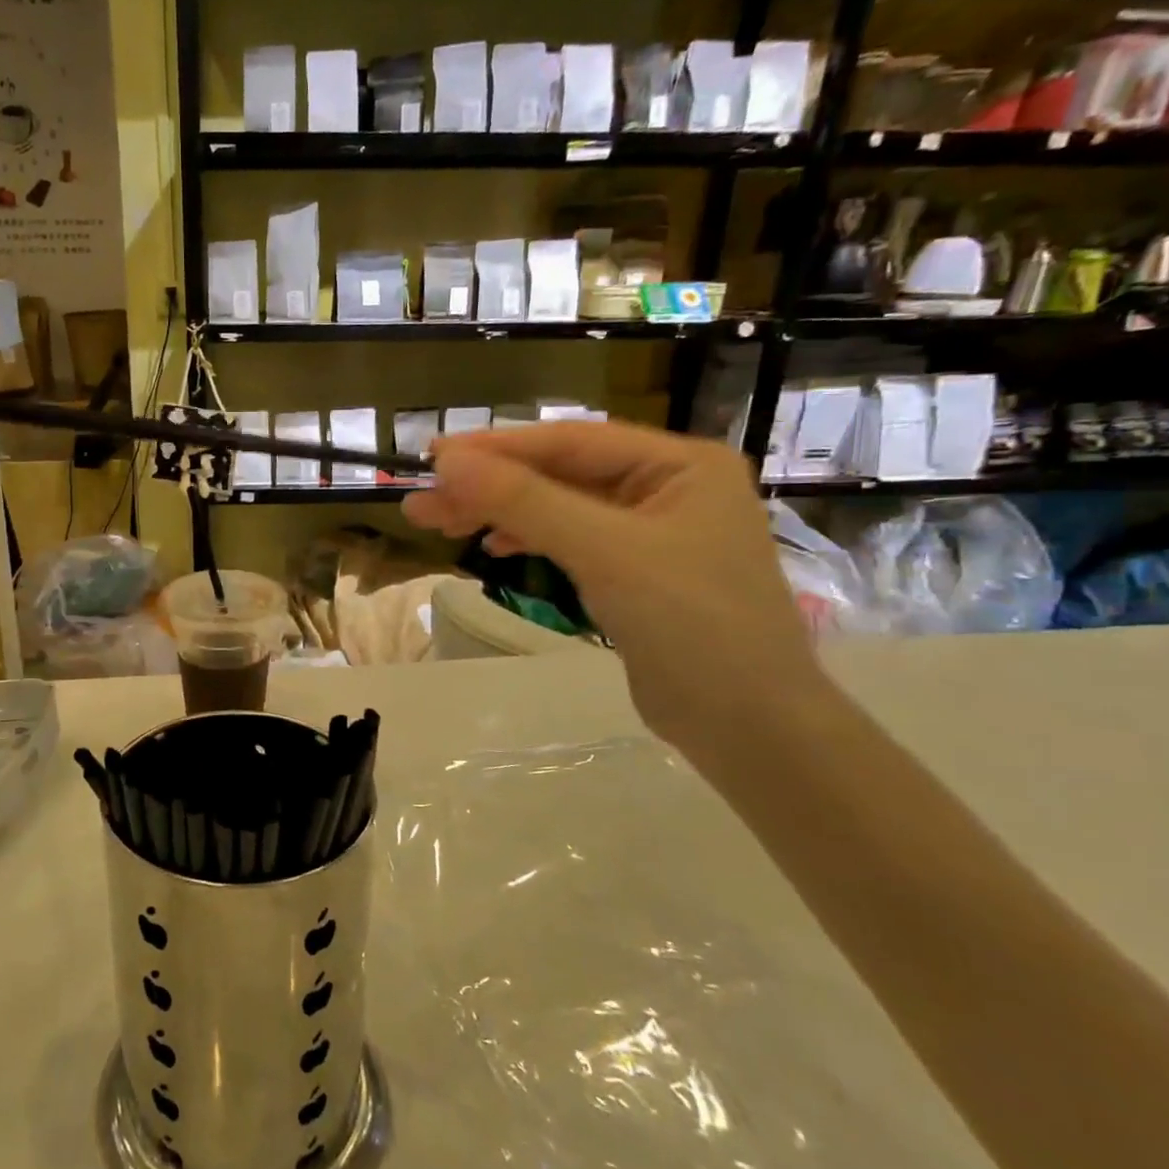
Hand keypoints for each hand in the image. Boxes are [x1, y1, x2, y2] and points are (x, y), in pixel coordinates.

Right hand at [403, 421, 819, 751]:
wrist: (748, 726)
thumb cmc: (691, 624)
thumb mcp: (605, 552)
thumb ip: (526, 501)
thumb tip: (449, 463)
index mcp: (679, 464)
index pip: (571, 441)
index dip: (498, 448)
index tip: (434, 458)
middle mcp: (668, 487)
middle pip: (561, 474)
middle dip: (490, 487)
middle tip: (421, 502)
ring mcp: (652, 532)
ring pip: (559, 508)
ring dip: (500, 513)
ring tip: (439, 522)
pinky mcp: (636, 573)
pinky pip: (571, 540)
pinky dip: (530, 539)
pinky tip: (494, 545)